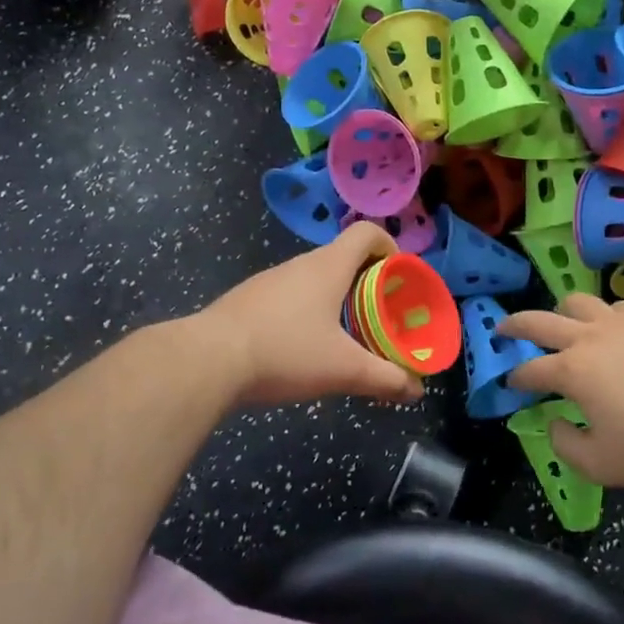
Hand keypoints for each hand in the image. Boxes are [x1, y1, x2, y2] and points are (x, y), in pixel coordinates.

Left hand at [193, 223, 424, 407]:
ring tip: (345, 337)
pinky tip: (302, 349)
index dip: (390, 247)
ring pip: (314, 280)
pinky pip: (289, 297)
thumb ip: (384, 379)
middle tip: (380, 316)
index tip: (400, 277)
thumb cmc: (285, 351)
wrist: (207, 360)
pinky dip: (306, 313)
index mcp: (328, 267)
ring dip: (336, 299)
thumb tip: (416, 390)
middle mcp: (300, 265)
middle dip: (367, 283)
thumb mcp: (342, 369)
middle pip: (343, 258)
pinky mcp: (247, 301)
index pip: (367, 233)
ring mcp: (269, 281)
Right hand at [502, 295, 623, 486]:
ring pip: (579, 302)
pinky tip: (613, 329)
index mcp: (572, 370)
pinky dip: (605, 315)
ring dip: (562, 312)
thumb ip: (565, 444)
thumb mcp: (599, 464)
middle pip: (540, 320)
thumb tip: (555, 423)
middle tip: (503, 327)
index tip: (511, 382)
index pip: (530, 369)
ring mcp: (622, 322)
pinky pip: (617, 306)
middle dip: (515, 324)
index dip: (515, 376)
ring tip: (563, 323)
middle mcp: (589, 337)